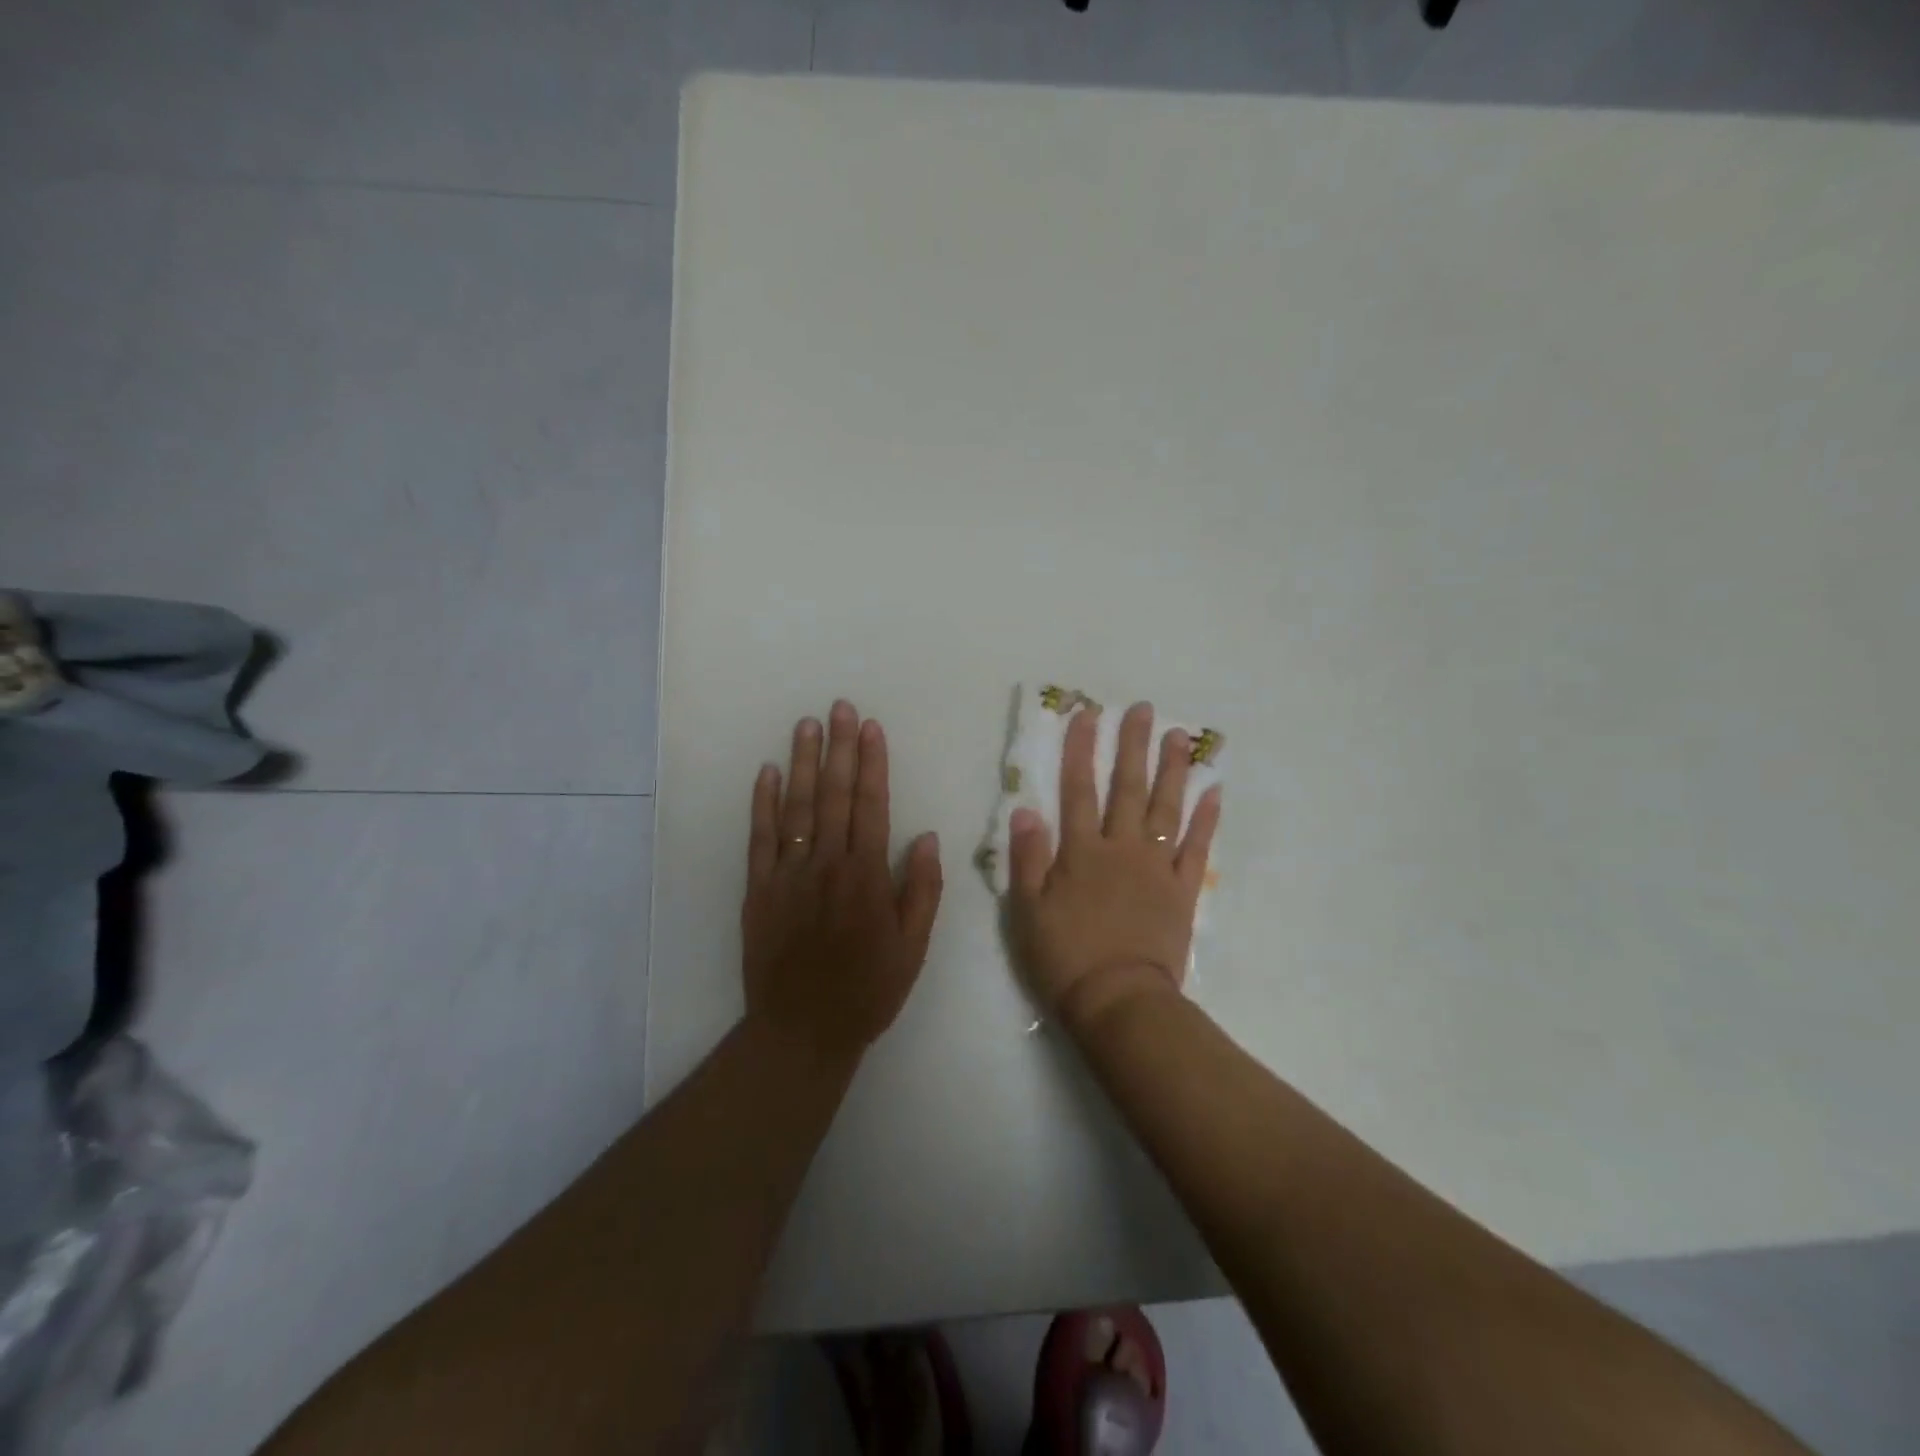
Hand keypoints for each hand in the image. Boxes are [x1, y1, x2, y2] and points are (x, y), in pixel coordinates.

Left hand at [742, 700, 943, 1063]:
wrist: (801, 1031)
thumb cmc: (867, 990)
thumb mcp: (913, 948)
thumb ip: (921, 889)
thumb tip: (924, 835)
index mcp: (867, 877)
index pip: (871, 805)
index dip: (871, 763)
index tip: (870, 728)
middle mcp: (826, 865)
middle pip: (832, 796)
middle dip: (838, 748)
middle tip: (839, 707)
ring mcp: (787, 875)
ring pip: (796, 808)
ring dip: (802, 763)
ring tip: (807, 725)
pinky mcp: (758, 890)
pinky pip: (759, 839)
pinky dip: (762, 803)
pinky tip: (767, 772)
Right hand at [1009, 701, 1220, 1035]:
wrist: (1118, 1000)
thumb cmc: (1065, 957)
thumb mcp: (1027, 910)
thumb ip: (1027, 858)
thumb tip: (1025, 809)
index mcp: (1081, 852)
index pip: (1078, 790)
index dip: (1081, 750)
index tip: (1087, 714)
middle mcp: (1121, 848)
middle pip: (1127, 788)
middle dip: (1133, 746)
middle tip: (1144, 710)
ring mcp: (1156, 867)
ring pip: (1166, 809)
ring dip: (1173, 771)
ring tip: (1181, 737)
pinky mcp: (1182, 891)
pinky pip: (1196, 848)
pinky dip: (1205, 820)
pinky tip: (1213, 793)